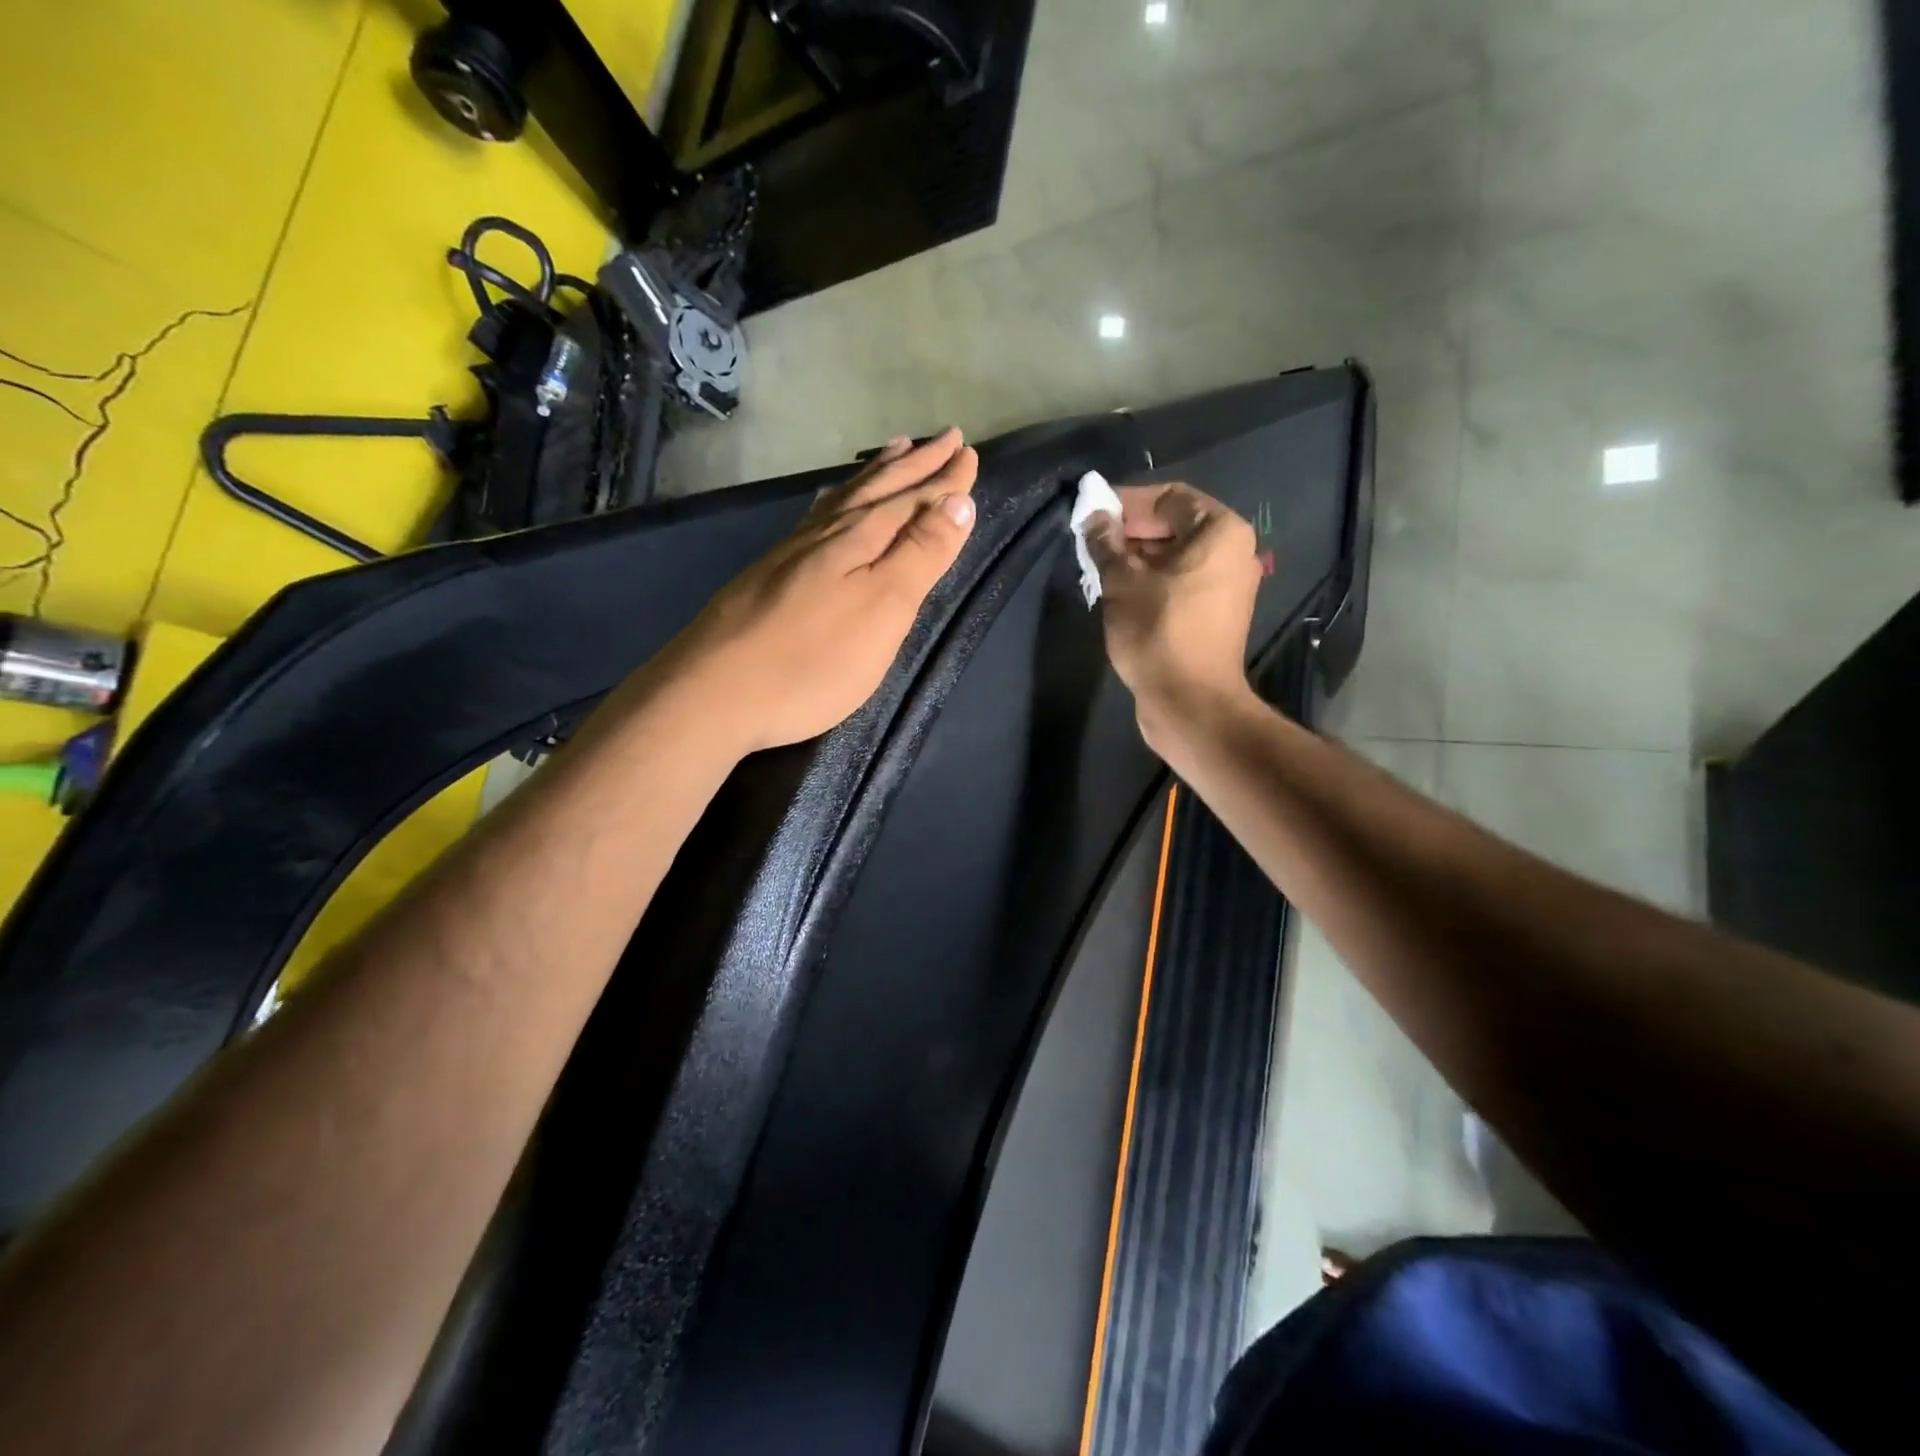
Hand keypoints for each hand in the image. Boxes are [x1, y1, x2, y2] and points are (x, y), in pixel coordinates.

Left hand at [667, 429, 978, 752]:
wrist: (716, 691)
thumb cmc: (813, 659)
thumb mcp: (883, 608)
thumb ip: (921, 554)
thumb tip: (958, 500)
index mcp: (861, 539)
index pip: (913, 499)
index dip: (944, 480)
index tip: (969, 452)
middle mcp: (827, 533)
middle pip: (879, 489)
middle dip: (916, 464)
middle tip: (945, 438)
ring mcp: (793, 551)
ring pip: (845, 498)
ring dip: (877, 474)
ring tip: (897, 450)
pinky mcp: (769, 573)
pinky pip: (816, 516)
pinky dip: (836, 499)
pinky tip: (831, 502)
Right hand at [1085, 482, 1260, 743]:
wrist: (1189, 701)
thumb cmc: (1158, 631)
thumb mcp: (1122, 582)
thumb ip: (1106, 543)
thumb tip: (1094, 519)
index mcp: (1221, 531)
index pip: (1169, 498)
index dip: (1127, 502)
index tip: (1092, 513)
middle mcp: (1233, 551)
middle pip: (1174, 526)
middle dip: (1130, 531)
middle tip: (1091, 542)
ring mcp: (1228, 585)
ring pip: (1175, 556)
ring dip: (1137, 558)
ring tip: (1099, 568)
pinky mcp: (1216, 613)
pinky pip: (1181, 581)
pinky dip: (1152, 580)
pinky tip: (1120, 592)